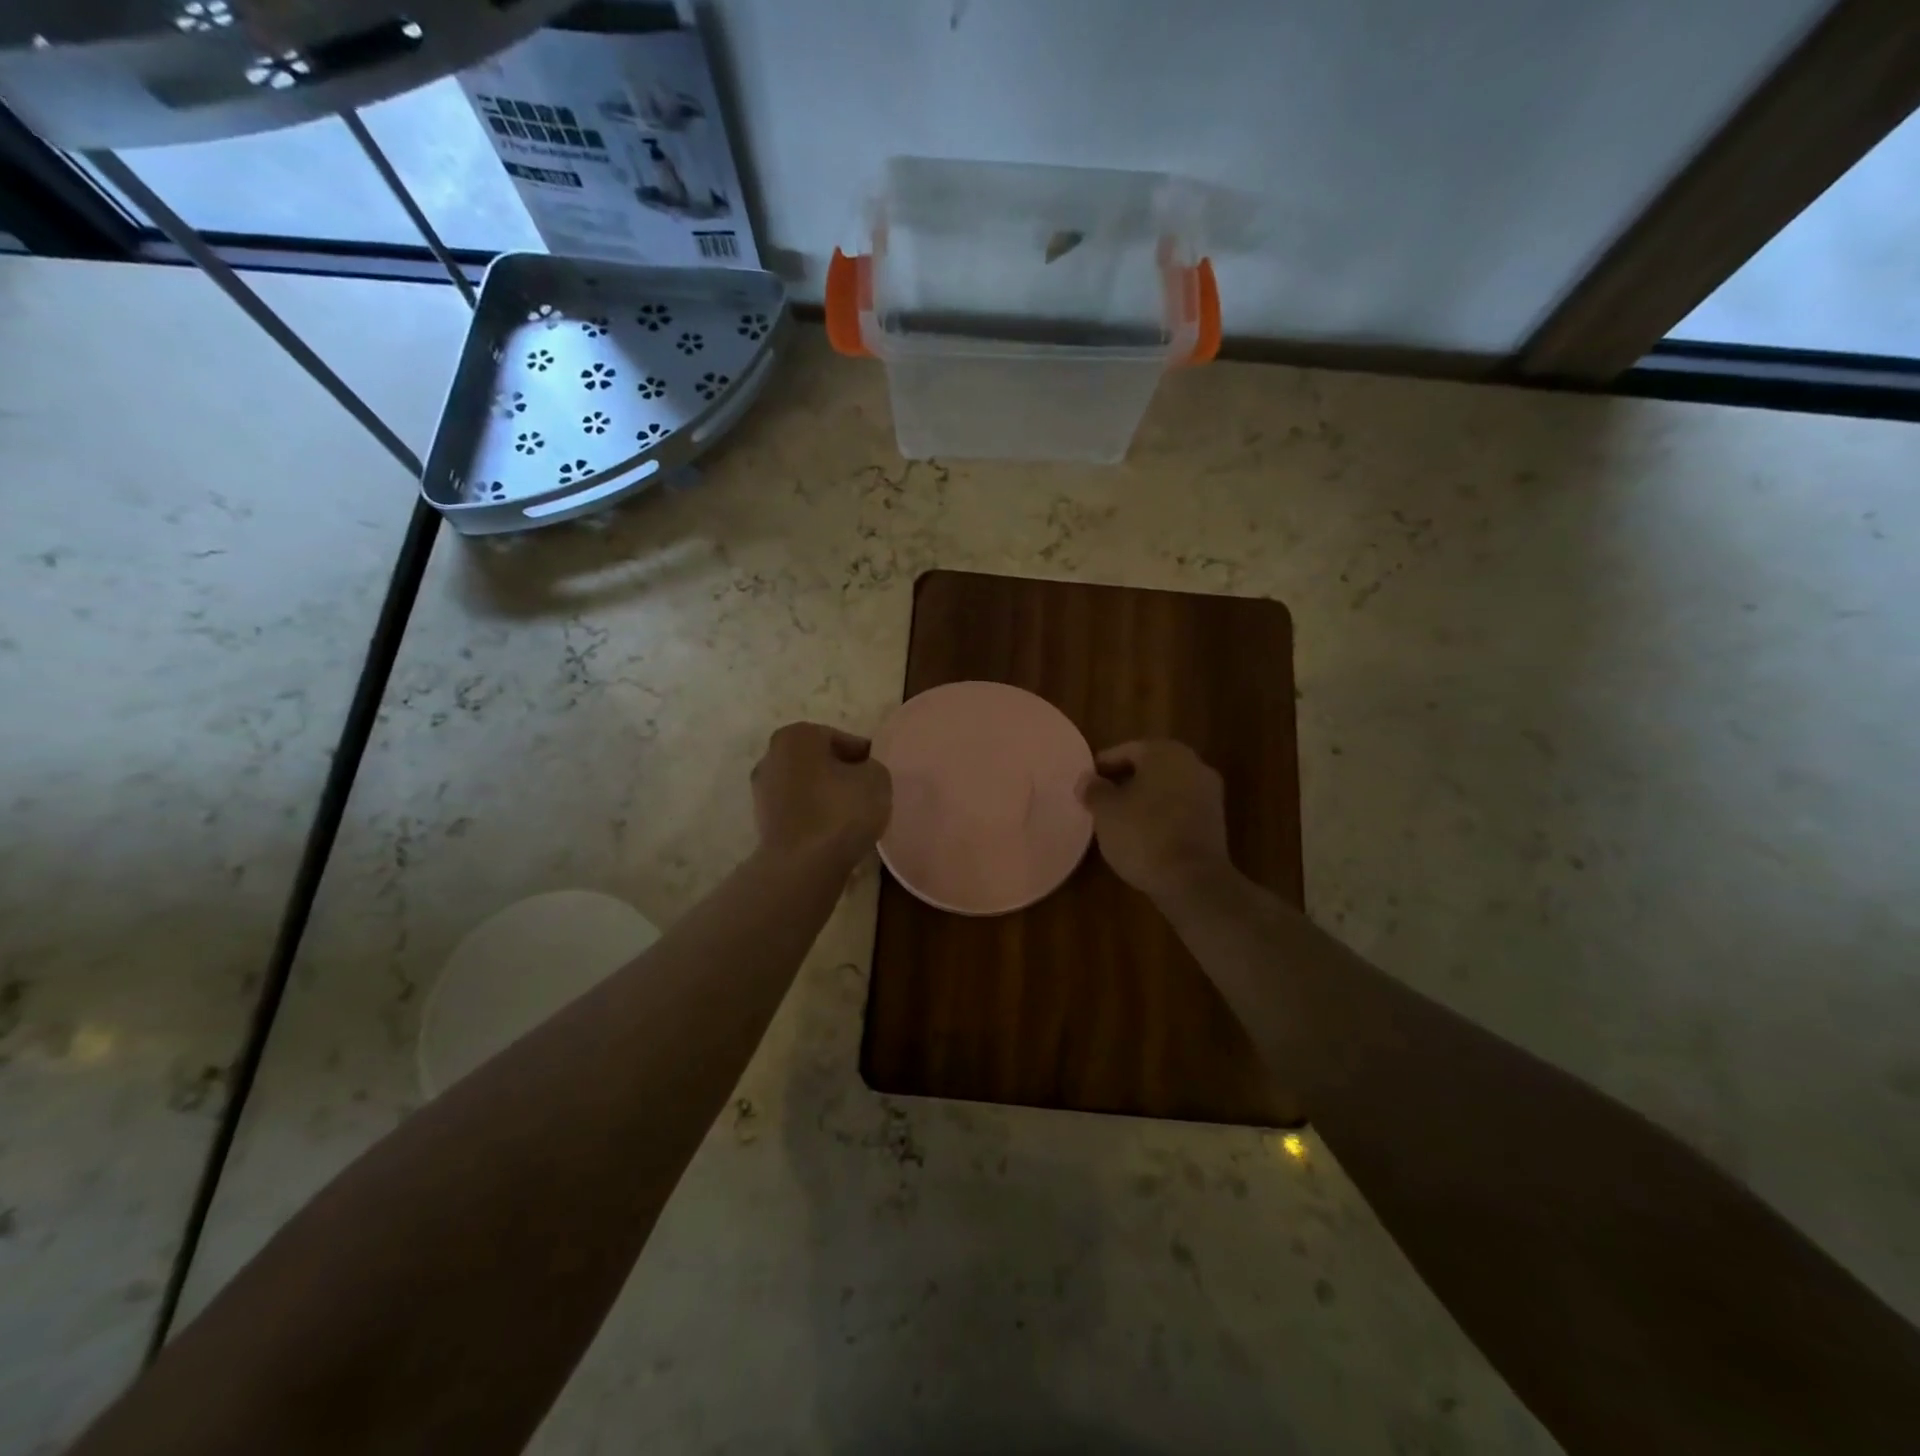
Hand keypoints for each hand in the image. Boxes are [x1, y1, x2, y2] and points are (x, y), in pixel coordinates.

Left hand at [751, 722, 891, 863]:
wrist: (802, 866)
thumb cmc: (841, 812)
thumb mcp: (877, 778)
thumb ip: (872, 767)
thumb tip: (862, 773)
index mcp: (797, 735)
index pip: (843, 740)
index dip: (865, 759)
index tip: (879, 778)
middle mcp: (772, 756)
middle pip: (821, 762)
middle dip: (842, 776)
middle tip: (867, 796)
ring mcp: (762, 791)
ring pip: (808, 788)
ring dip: (828, 798)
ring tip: (853, 819)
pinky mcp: (762, 822)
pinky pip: (799, 812)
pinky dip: (815, 818)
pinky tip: (834, 834)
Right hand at [1076, 740, 1236, 903]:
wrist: (1193, 880)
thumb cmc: (1143, 834)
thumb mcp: (1106, 811)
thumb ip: (1094, 790)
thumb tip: (1087, 779)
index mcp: (1164, 752)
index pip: (1126, 751)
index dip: (1102, 767)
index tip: (1086, 785)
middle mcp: (1192, 764)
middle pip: (1149, 767)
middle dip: (1124, 781)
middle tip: (1100, 801)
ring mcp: (1208, 793)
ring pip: (1166, 788)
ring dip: (1144, 799)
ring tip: (1119, 820)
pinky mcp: (1215, 821)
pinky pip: (1179, 809)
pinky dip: (1161, 815)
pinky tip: (1143, 834)